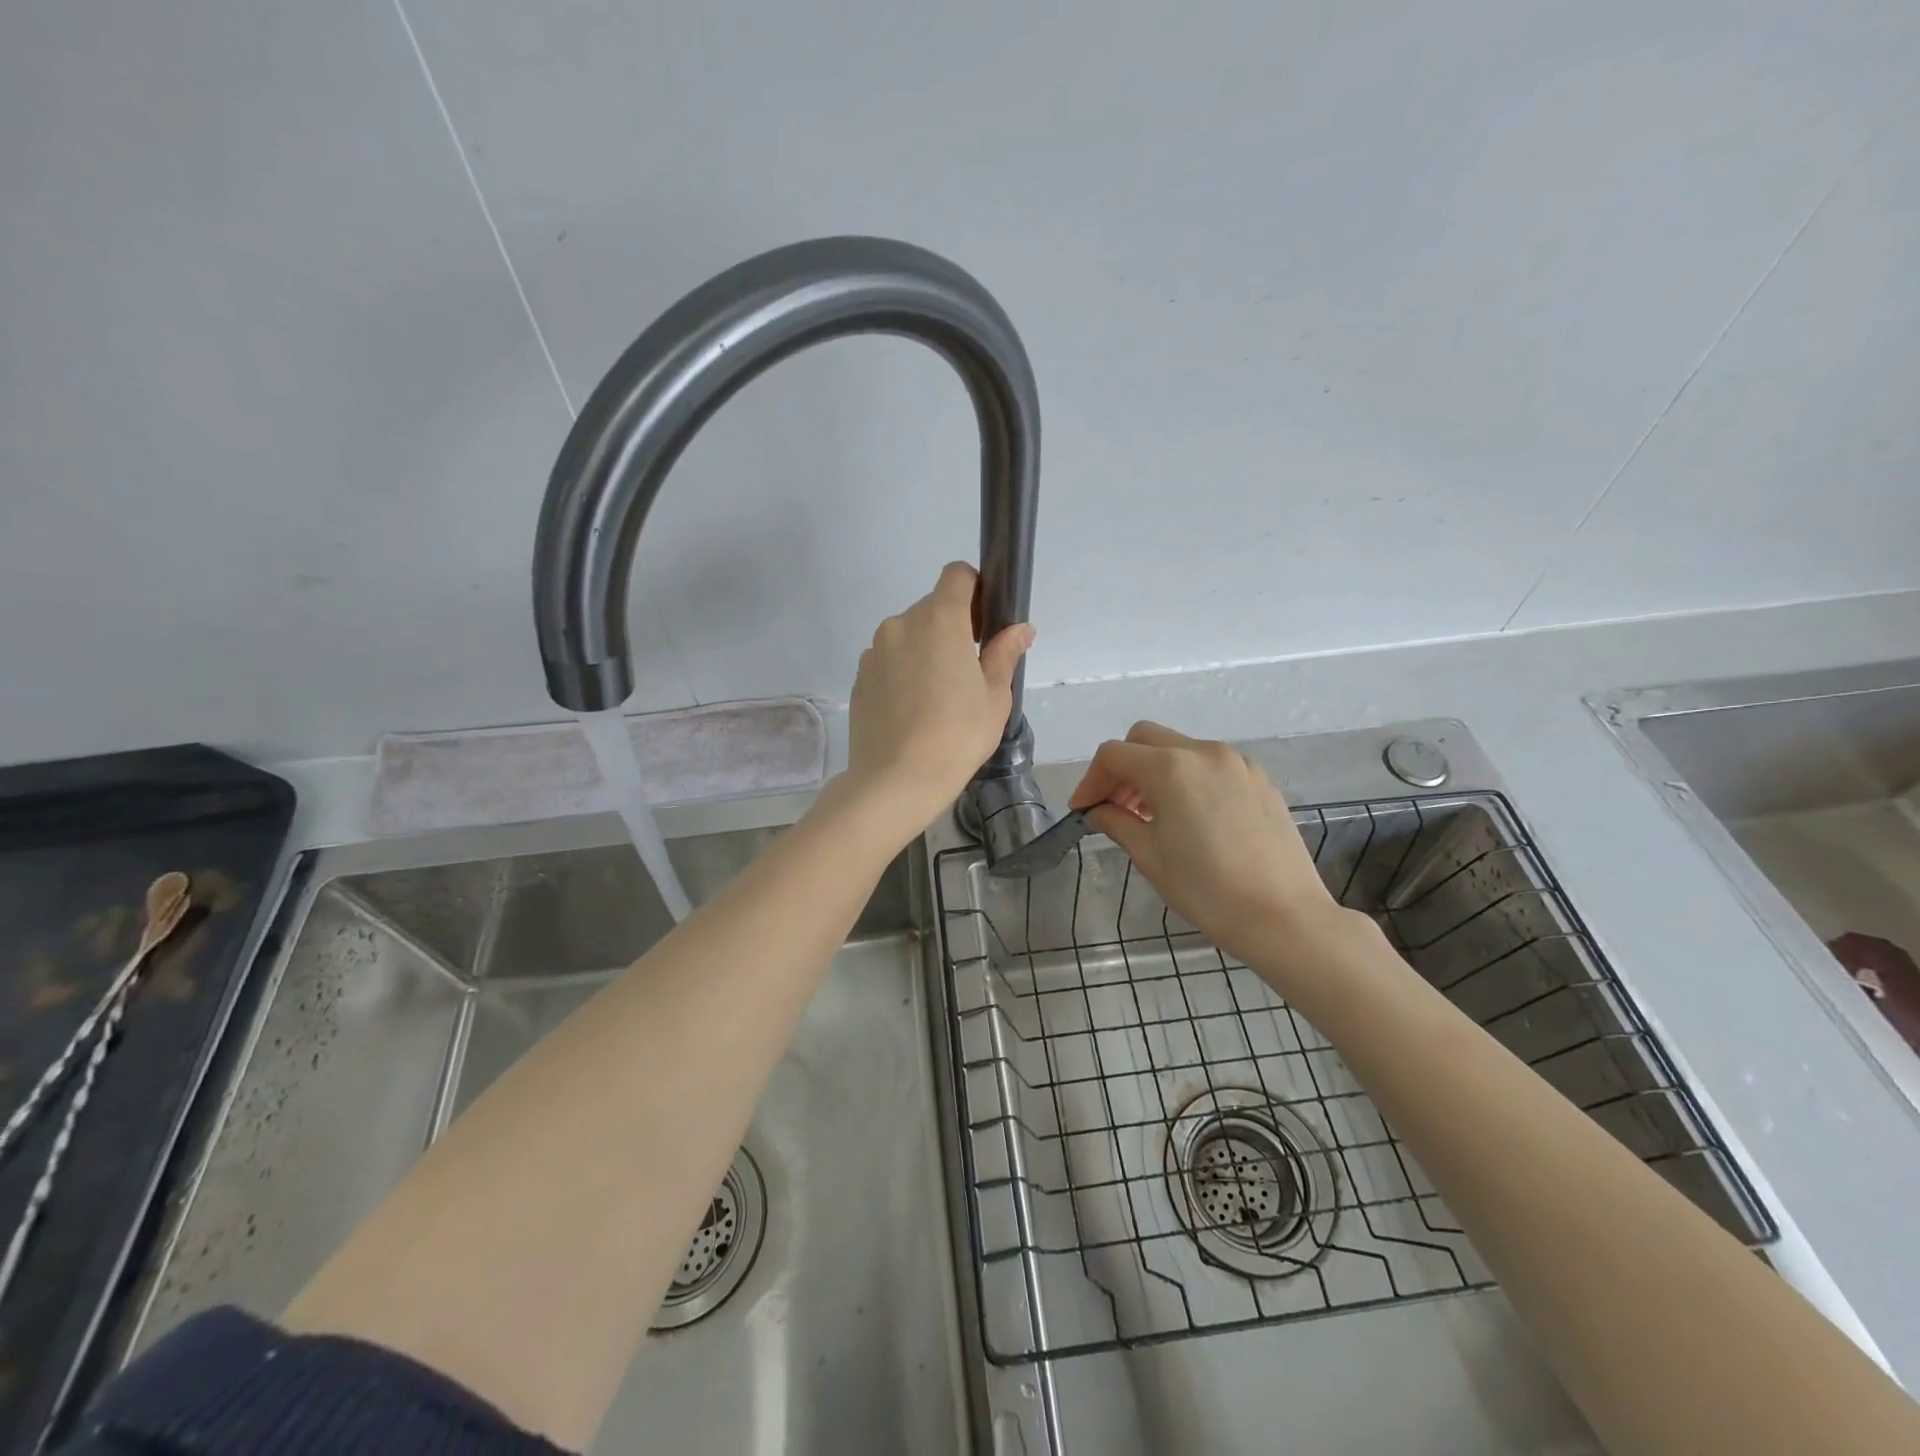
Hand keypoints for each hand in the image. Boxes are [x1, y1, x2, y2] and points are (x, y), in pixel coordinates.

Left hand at [845, 562, 1033, 837]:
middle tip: (967, 672)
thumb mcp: (995, 697)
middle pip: (931, 607)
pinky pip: (888, 661)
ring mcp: (874, 651)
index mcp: (939, 620)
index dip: (974, 590)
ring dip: (924, 651)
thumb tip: (1020, 628)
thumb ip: (1004, 653)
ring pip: (907, 636)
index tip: (983, 623)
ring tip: (937, 697)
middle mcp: (901, 624)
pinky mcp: (859, 678)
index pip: (956, 575)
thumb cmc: (957, 735)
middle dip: (951, 628)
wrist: (896, 780)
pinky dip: (902, 673)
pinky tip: (912, 711)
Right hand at [1068, 721, 1345, 961]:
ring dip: (1155, 772)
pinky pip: (1211, 766)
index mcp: (1171, 769)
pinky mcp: (1260, 780)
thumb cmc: (1207, 890)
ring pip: (1180, 749)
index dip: (1091, 780)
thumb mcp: (1150, 856)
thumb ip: (1117, 822)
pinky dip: (1188, 780)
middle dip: (1122, 767)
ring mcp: (1237, 764)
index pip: (1114, 755)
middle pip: (1145, 739)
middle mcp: (1204, 753)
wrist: (1284, 917)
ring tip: (1150, 815)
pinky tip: (1191, 819)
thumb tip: (1099, 811)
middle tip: (1115, 807)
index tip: (1084, 811)